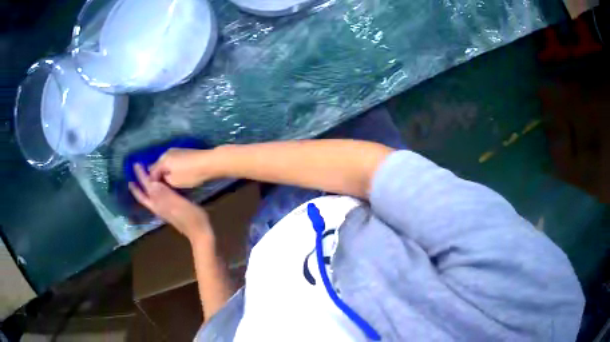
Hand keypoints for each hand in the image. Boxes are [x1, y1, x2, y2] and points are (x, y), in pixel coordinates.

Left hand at [129, 164, 213, 243]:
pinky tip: (155, 188)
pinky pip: (155, 199)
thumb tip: (152, 183)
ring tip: (140, 179)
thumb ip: (164, 194)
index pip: (147, 186)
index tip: (136, 164)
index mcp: (159, 203)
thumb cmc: (191, 217)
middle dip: (137, 183)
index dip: (141, 175)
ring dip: (142, 188)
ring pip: (148, 197)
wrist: (199, 232)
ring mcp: (162, 210)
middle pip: (144, 194)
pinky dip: (151, 191)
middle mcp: (157, 206)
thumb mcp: (178, 204)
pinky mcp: (168, 211)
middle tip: (134, 170)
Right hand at [150, 148, 215, 187]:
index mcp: (162, 160)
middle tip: (162, 188)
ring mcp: (175, 151)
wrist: (209, 162)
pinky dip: (172, 169)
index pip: (151, 172)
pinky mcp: (183, 152)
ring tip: (170, 184)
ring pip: (165, 164)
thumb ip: (164, 181)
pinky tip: (177, 176)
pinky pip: (172, 162)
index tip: (155, 192)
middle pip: (158, 167)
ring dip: (165, 173)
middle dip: (158, 177)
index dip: (152, 183)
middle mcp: (166, 153)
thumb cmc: (190, 174)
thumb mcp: (174, 181)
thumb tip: (159, 179)